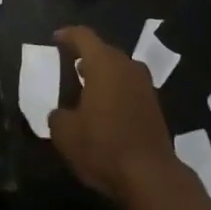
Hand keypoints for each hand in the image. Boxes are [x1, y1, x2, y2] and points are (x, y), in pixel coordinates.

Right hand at [47, 26, 174, 201]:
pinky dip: (115, 90)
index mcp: (104, 63)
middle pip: (103, 51)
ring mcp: (144, 84)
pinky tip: (105, 109)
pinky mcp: (154, 104)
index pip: (83, 36)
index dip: (67, 34)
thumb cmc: (103, 146)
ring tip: (85, 88)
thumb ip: (58, 117)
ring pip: (118, 69)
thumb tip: (60, 114)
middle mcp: (127, 65)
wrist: (150, 175)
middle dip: (85, 56)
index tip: (55, 38)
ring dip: (102, 74)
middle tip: (69, 66)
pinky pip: (129, 86)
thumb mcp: (66, 135)